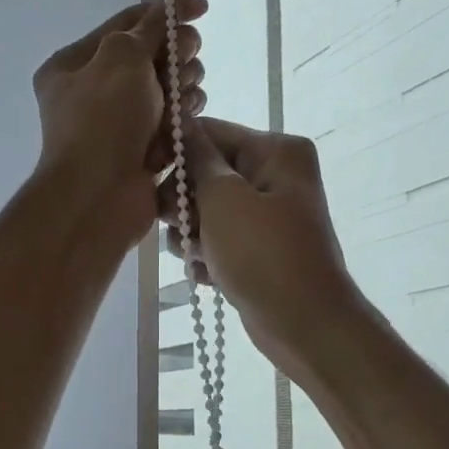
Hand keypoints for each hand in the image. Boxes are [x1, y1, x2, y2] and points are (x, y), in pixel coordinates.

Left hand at [32, 0, 208, 246]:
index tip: (202, 8)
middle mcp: (93, 92)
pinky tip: (187, 121)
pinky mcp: (142, 151)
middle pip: (151, 56)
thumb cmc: (103, 120)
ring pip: (167, 90)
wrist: (99, 197)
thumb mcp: (122, 57)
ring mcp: (119, 125)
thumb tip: (171, 1)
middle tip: (187, 61)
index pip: (126, 23)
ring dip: (182, 88)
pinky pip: (172, 123)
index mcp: (74, 65)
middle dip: (176, 55)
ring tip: (183, 100)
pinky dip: (183, 119)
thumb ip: (150, 26)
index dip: (165, 11)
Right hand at [162, 117, 366, 378]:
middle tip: (178, 226)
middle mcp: (274, 176)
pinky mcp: (257, 250)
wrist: (304, 325)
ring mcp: (267, 216)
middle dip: (184, 203)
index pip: (209, 133)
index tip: (145, 177)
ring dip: (191, 235)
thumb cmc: (264, 255)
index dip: (174, 153)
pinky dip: (206, 257)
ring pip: (205, 212)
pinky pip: (217, 241)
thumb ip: (197, 159)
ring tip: (198, 257)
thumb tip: (178, 123)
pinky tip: (207, 276)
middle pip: (205, 174)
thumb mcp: (224, 199)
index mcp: (276, 151)